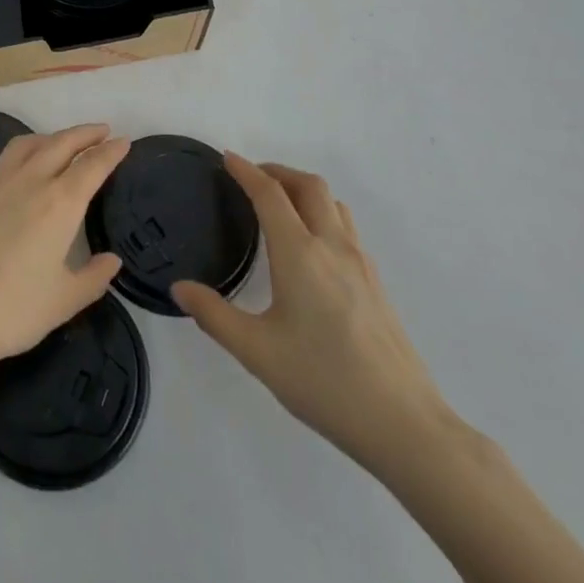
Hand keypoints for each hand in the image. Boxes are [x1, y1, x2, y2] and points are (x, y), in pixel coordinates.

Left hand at [0, 124, 127, 390]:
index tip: (124, 142)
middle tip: (102, 131)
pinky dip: (13, 157)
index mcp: (59, 203)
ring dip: (49, 137)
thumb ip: (93, 277)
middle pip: (61, 143)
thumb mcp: (63, 302)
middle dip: (85, 134)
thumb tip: (112, 260)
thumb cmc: (11, 311)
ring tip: (60, 142)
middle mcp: (29, 181)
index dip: (111, 152)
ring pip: (26, 144)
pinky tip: (13, 170)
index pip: (92, 166)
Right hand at [172, 155, 454, 473]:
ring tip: (281, 205)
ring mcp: (360, 263)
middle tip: (252, 178)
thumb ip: (214, 316)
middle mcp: (332, 246)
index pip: (270, 194)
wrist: (404, 424)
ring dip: (304, 190)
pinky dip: (323, 214)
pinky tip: (311, 247)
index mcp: (299, 254)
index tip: (227, 158)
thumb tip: (179, 288)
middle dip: (278, 171)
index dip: (246, 171)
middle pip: (308, 185)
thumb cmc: (324, 382)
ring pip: (333, 203)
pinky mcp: (376, 283)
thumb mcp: (257, 352)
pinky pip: (347, 227)